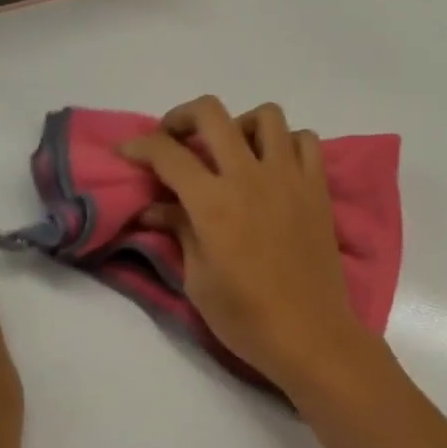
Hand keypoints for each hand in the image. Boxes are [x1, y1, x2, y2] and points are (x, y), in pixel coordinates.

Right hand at [119, 97, 381, 399]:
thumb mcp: (197, 279)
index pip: (167, 153)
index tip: (128, 152)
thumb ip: (179, 231)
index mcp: (213, 202)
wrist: (309, 334)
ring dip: (240, 124)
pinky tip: (274, 166)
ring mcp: (289, 177)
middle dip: (182, 117)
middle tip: (174, 139)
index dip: (139, 146)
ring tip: (231, 151)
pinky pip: (305, 140)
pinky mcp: (318, 187)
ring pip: (266, 115)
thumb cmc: (245, 316)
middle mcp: (250, 176)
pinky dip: (286, 142)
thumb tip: (155, 208)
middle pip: (212, 114)